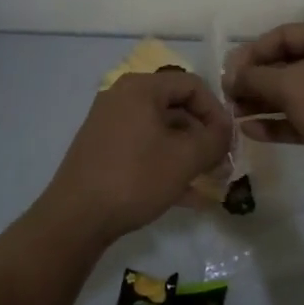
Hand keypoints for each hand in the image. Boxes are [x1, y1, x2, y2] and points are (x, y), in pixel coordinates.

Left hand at [39, 71, 232, 243]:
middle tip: (222, 163)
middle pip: (176, 107)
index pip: (192, 85)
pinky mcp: (102, 150)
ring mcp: (109, 124)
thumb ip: (214, 139)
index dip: (217, 111)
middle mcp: (122, 97)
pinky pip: (144, 148)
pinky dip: (166, 164)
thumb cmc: (134, 178)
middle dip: (203, 136)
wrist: (74, 219)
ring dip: (188, 154)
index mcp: (141, 88)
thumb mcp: (185, 159)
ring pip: (161, 131)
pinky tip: (186, 196)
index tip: (229, 141)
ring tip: (209, 182)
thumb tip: (226, 130)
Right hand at [224, 22, 303, 184]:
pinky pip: (303, 114)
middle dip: (256, 81)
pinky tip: (251, 131)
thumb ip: (255, 78)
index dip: (252, 52)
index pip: (283, 35)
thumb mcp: (290, 86)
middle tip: (229, 96)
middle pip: (287, 63)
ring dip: (263, 102)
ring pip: (294, 91)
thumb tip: (231, 76)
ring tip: (234, 114)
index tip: (229, 72)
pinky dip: (279, 120)